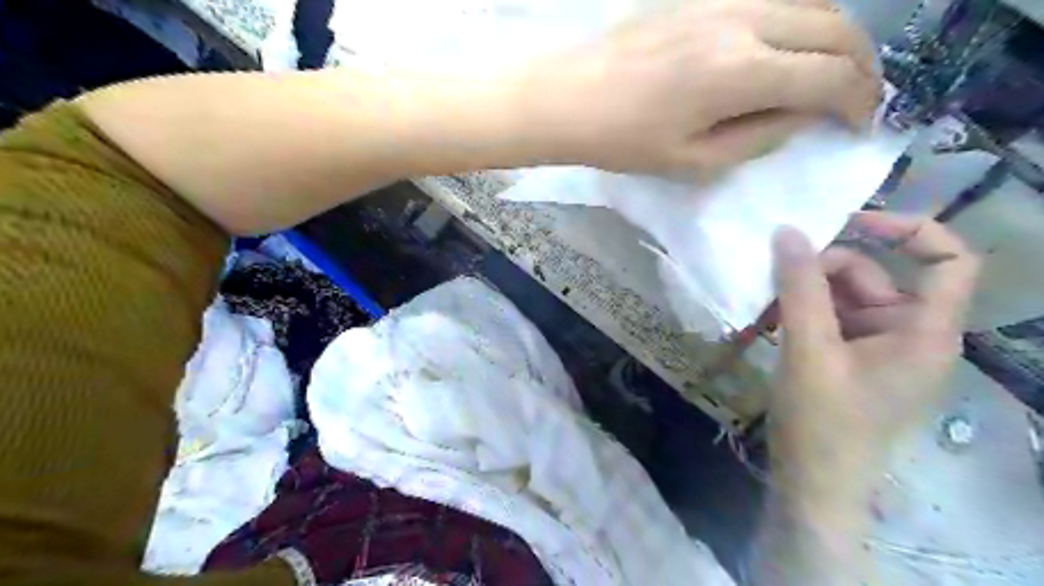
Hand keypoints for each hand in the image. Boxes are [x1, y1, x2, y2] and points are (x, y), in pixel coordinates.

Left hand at [522, 0, 878, 173]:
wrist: (569, 97)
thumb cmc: (624, 141)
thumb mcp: (694, 161)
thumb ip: (758, 138)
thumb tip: (801, 116)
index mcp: (741, 73)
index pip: (829, 78)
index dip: (859, 103)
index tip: (861, 126)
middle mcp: (745, 21)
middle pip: (836, 27)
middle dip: (861, 66)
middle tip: (857, 99)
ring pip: (812, 1)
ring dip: (835, 36)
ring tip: (830, 72)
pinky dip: (801, 17)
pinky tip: (791, 45)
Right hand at [764, 213, 980, 478]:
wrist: (811, 482)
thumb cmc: (821, 422)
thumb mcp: (808, 349)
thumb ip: (799, 287)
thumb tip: (786, 231)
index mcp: (924, 331)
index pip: (948, 259)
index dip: (905, 229)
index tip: (846, 223)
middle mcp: (909, 332)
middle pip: (875, 274)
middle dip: (822, 269)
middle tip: (772, 276)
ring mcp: (877, 346)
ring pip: (842, 295)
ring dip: (802, 292)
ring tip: (762, 303)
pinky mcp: (850, 357)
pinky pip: (828, 317)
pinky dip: (799, 312)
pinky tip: (766, 320)